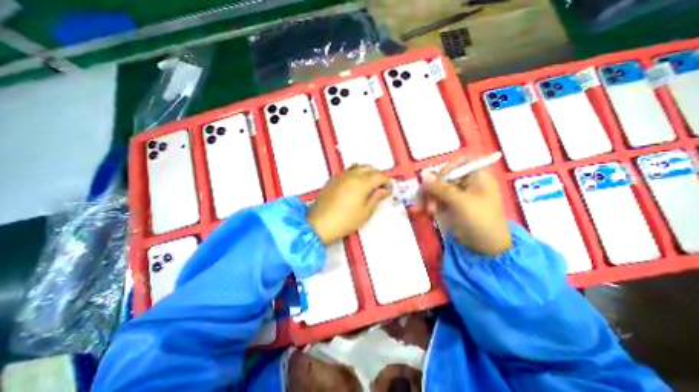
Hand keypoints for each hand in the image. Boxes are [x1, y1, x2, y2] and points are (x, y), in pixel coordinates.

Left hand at [307, 166, 390, 244]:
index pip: (379, 176)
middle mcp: (351, 175)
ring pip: (358, 167)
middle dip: (377, 175)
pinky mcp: (333, 179)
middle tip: (380, 187)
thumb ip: (376, 198)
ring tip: (369, 186)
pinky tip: (355, 186)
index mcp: (361, 182)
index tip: (389, 190)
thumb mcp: (365, 212)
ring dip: (366, 173)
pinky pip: (348, 171)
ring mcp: (340, 176)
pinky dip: (355, 174)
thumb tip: (384, 190)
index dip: (387, 182)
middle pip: (369, 168)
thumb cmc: (344, 221)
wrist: (319, 224)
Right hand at [417, 154, 511, 253]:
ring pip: (438, 189)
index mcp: (478, 177)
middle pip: (444, 177)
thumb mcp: (460, 202)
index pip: (460, 162)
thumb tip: (424, 174)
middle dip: (433, 189)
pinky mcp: (452, 205)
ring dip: (429, 198)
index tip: (436, 180)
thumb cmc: (480, 220)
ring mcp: (458, 194)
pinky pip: (437, 199)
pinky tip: (426, 212)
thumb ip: (441, 188)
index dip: (447, 168)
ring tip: (427, 211)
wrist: (486, 247)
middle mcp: (468, 183)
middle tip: (426, 202)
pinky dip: (430, 204)